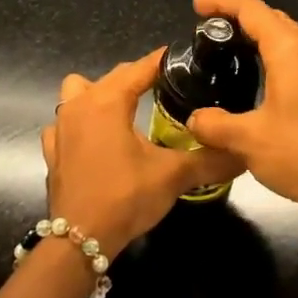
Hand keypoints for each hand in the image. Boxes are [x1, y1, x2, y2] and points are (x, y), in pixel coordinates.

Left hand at [41, 51, 242, 254]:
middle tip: (167, 87)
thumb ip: (209, 160)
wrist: (79, 239)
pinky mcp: (53, 150)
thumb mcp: (172, 176)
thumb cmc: (125, 197)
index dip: (162, 61)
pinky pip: (65, 122)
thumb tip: (244, 153)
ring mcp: (61, 127)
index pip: (139, 68)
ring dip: (100, 93)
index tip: (184, 58)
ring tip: (126, 110)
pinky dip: (80, 123)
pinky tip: (96, 139)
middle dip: (138, 77)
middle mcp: (79, 105)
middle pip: (112, 77)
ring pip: (78, 91)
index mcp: (107, 101)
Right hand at [184, 0, 297, 230]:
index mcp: (290, 50)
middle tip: (211, 29)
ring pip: (291, 39)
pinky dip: (277, 57)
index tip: (197, 5)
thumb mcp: (248, 140)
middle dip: (242, 17)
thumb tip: (194, 119)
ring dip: (262, 37)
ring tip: (234, 50)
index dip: (222, 2)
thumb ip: (215, 124)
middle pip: (274, 18)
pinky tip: (264, 81)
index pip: (252, 10)